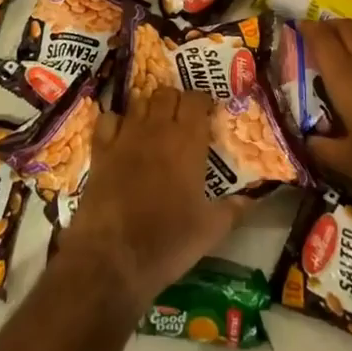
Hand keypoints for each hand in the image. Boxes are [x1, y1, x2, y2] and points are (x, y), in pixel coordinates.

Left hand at [62, 87, 245, 304]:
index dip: (201, 102)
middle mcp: (156, 129)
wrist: (113, 256)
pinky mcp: (100, 150)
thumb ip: (233, 209)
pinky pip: (108, 119)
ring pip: (139, 102)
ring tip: (153, 126)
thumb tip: (251, 198)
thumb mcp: (210, 231)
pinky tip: (120, 135)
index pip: (195, 99)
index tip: (206, 114)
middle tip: (181, 120)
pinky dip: (115, 122)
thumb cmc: (168, 242)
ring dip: (148, 109)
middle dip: (175, 101)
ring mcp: (125, 136)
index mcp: (187, 142)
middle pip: (166, 94)